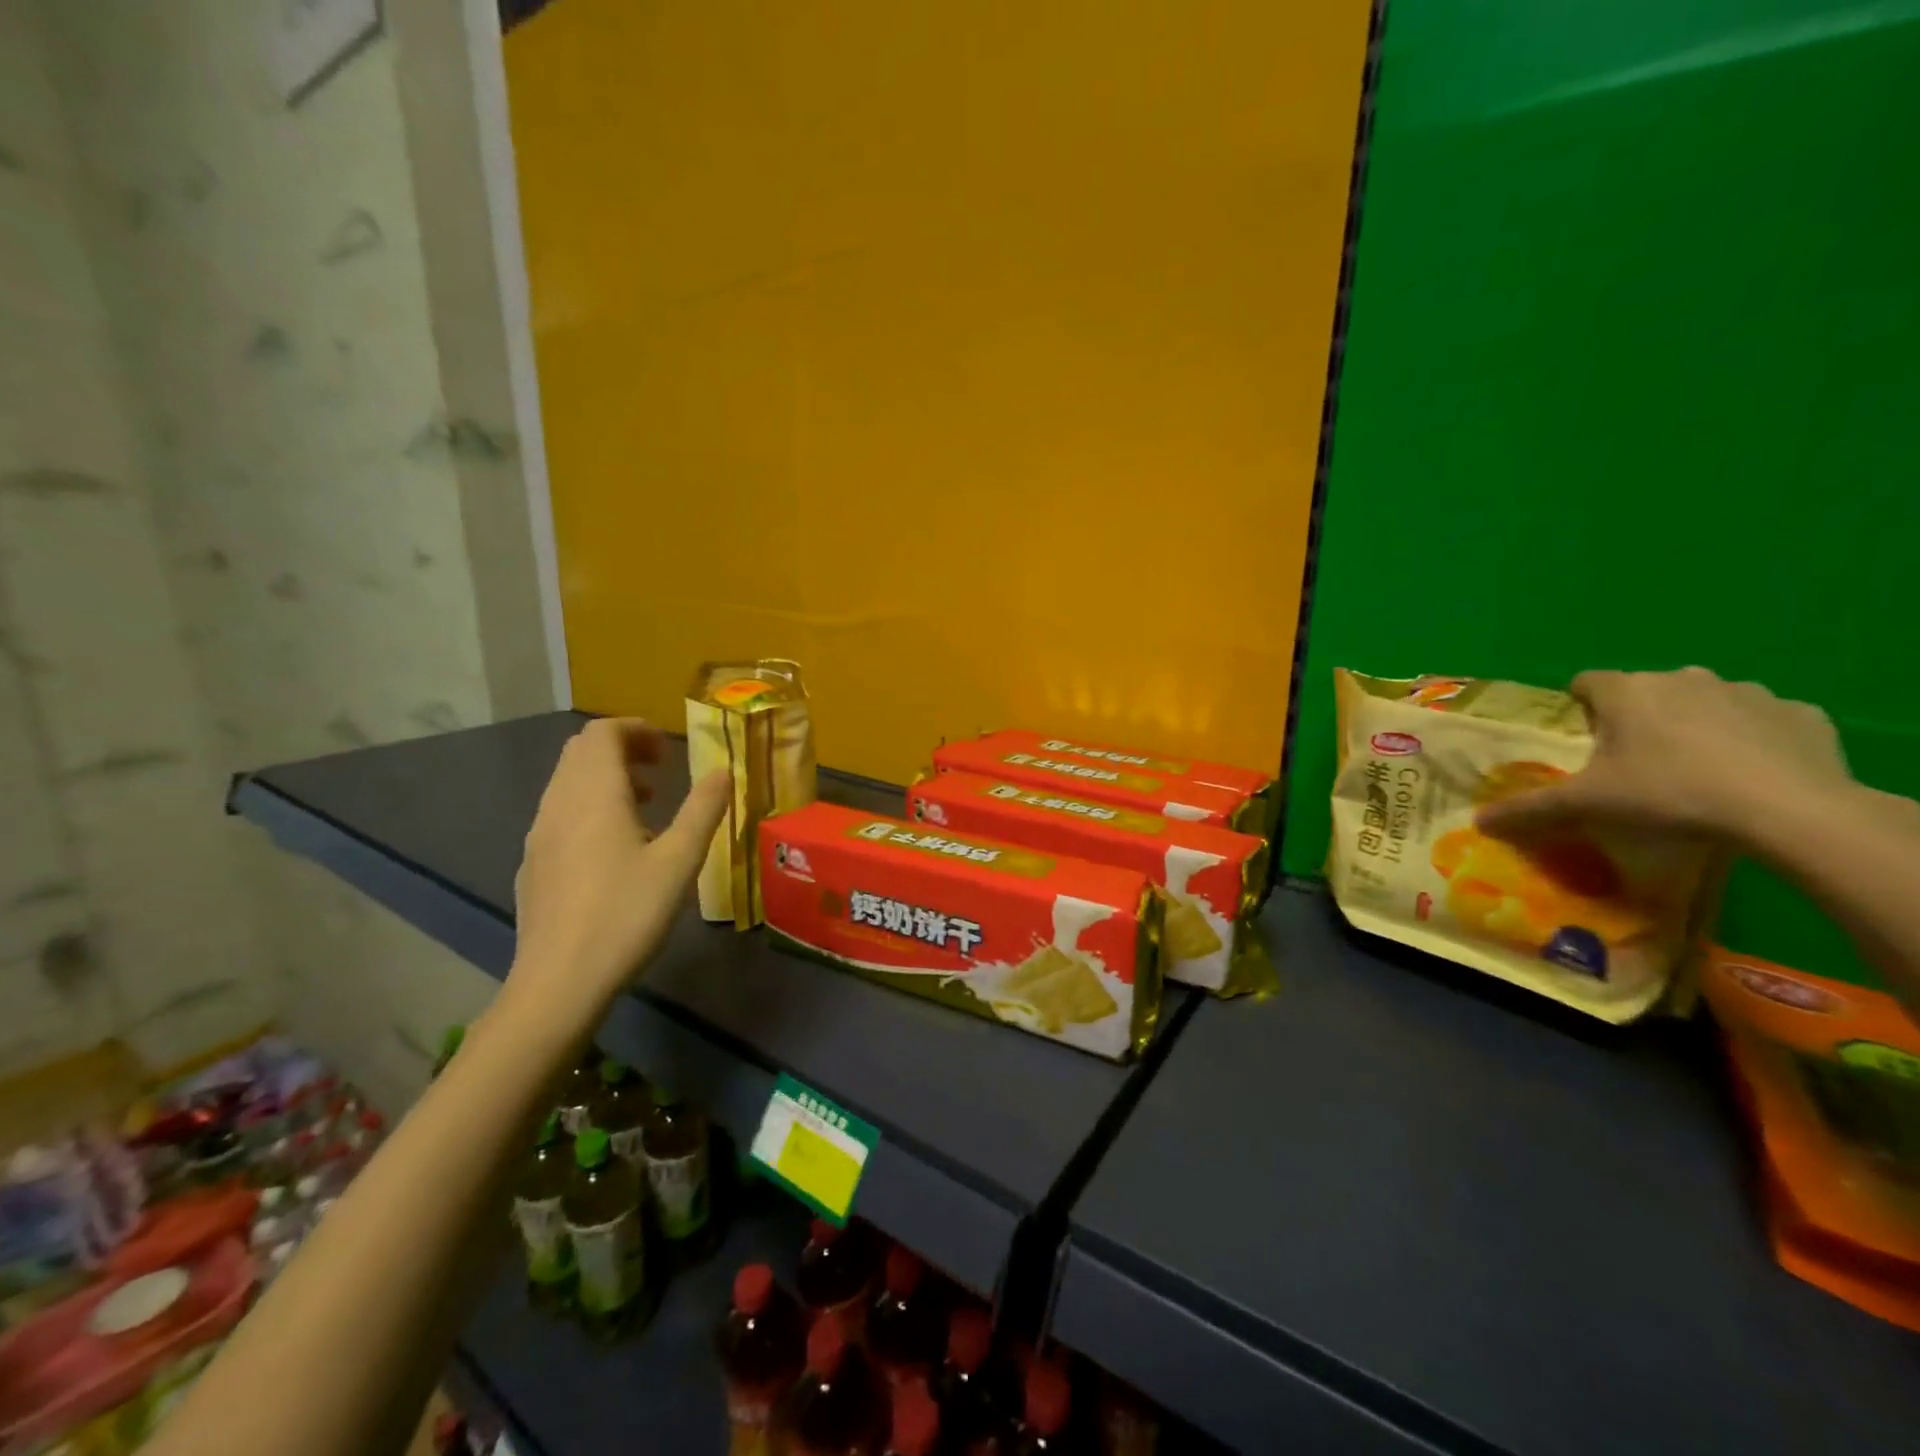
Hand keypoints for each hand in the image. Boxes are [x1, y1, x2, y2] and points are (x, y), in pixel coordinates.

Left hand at [505, 718, 730, 1031]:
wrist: (560, 981)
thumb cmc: (627, 913)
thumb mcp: (680, 860)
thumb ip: (703, 809)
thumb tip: (723, 770)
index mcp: (594, 794)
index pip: (602, 733)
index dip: (636, 730)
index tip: (668, 750)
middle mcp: (559, 803)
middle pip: (581, 752)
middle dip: (622, 749)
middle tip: (661, 771)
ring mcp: (539, 835)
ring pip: (568, 783)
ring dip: (606, 779)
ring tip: (646, 807)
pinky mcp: (533, 864)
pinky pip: (560, 814)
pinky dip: (589, 808)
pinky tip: (616, 849)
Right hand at [1475, 668, 1852, 845]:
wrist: (1791, 810)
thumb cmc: (1669, 793)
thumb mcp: (1586, 805)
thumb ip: (1529, 809)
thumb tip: (1478, 821)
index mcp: (1627, 691)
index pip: (1586, 683)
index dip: (1580, 709)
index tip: (1584, 743)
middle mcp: (1683, 677)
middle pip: (1646, 692)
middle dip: (1638, 719)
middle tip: (1634, 765)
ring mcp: (1749, 692)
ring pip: (1705, 702)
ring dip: (1696, 726)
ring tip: (1696, 773)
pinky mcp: (1803, 714)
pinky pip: (1764, 721)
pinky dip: (1753, 740)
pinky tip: (1753, 775)